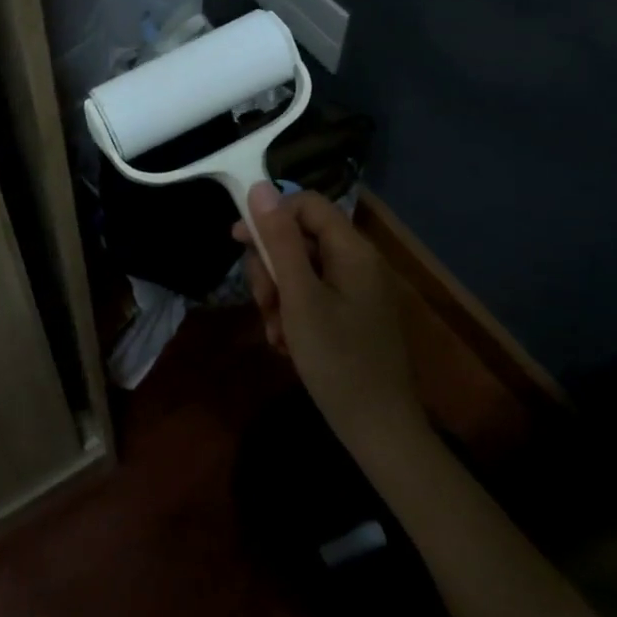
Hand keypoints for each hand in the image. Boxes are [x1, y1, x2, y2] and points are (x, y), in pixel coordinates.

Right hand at [231, 183, 427, 454]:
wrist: (378, 429)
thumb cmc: (337, 360)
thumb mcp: (299, 297)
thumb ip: (279, 241)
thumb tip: (260, 188)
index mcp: (352, 250)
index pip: (307, 205)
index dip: (271, 216)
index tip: (238, 241)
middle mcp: (358, 262)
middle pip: (301, 240)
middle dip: (272, 269)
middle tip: (264, 304)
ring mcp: (356, 291)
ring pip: (301, 272)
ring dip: (279, 298)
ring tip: (277, 334)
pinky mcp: (352, 316)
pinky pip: (313, 298)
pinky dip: (294, 315)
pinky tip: (287, 344)